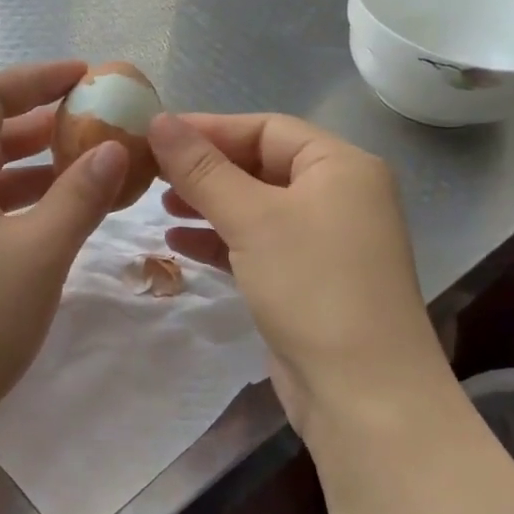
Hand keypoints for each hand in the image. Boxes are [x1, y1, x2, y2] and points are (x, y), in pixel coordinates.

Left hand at [0, 61, 127, 436]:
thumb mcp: (38, 251)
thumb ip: (80, 194)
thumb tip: (115, 148)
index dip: (37, 78)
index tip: (86, 76)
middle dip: (40, 122)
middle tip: (94, 121)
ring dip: (34, 166)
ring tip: (87, 166)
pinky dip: (20, 203)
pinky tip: (56, 217)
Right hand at [148, 112, 444, 438]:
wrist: (362, 393)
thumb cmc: (312, 286)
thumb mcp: (252, 218)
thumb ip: (202, 168)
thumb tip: (158, 120)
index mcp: (340, 166)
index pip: (266, 128)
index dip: (209, 128)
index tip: (154, 134)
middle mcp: (339, 195)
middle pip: (261, 165)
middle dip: (206, 169)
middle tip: (151, 173)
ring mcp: (325, 240)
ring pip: (256, 207)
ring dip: (209, 204)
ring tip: (160, 207)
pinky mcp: (308, 279)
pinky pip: (258, 244)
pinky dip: (221, 240)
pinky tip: (179, 244)